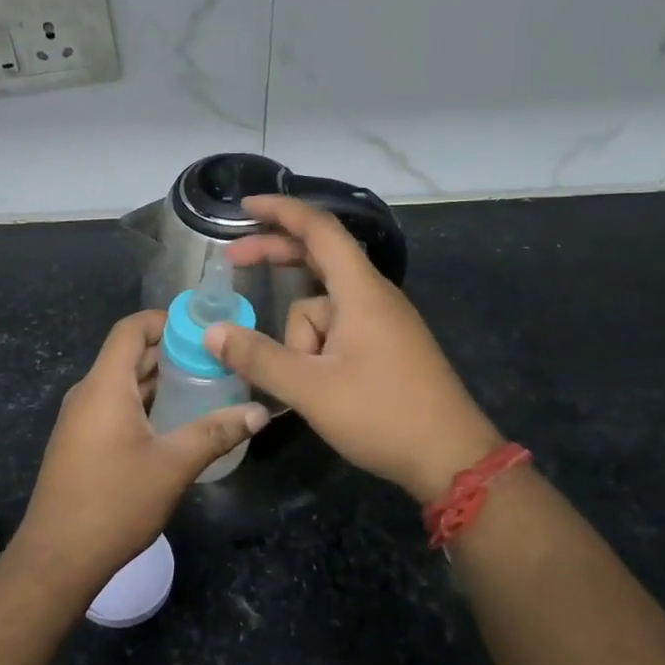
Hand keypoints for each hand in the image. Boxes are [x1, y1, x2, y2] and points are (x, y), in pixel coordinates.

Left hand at [11, 310, 267, 600]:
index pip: (131, 329)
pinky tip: (175, 424)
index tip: (203, 331)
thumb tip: (260, 412)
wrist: (57, 559)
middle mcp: (88, 394)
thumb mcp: (173, 465)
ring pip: (123, 383)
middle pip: (129, 355)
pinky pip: (115, 406)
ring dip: (160, 381)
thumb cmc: (114, 503)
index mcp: (104, 386)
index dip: (165, 321)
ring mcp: (80, 420)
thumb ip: (216, 432)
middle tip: (216, 362)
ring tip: (205, 388)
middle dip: (171, 353)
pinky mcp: (80, 443)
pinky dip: (145, 403)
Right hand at [207, 195, 501, 502]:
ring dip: (299, 337)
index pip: (319, 229)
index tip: (244, 206)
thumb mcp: (311, 389)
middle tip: (233, 262)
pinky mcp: (385, 345)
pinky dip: (315, 346)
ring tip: (302, 385)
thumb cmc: (383, 415)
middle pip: (318, 259)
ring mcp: (382, 321)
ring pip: (323, 309)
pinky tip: (310, 382)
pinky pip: (338, 328)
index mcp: (361, 292)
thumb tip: (212, 333)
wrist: (452, 458)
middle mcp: (374, 296)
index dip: (280, 211)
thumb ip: (259, 358)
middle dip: (275, 258)